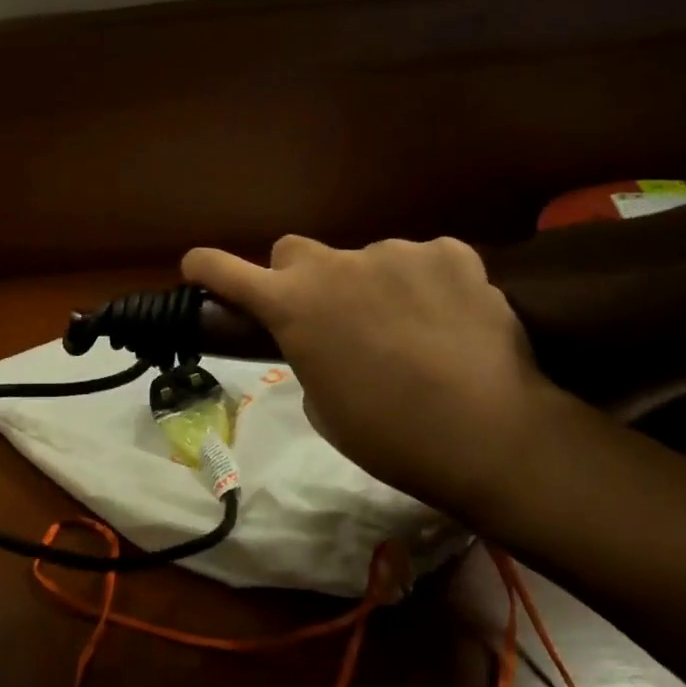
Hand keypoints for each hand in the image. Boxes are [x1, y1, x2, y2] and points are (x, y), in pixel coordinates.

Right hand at [182, 236, 561, 515]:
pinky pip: (423, 261)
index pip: (226, 272)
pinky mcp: (450, 252)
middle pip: (293, 250)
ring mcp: (395, 252)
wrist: (488, 433)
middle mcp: (334, 266)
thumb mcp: (322, 405)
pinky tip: (451, 319)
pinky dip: (427, 283)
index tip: (197, 267)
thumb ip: (309, 354)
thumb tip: (327, 338)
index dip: (206, 268)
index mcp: (291, 305)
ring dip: (373, 285)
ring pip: (366, 259)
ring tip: (412, 330)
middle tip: (330, 315)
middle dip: (300, 278)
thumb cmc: (388, 435)